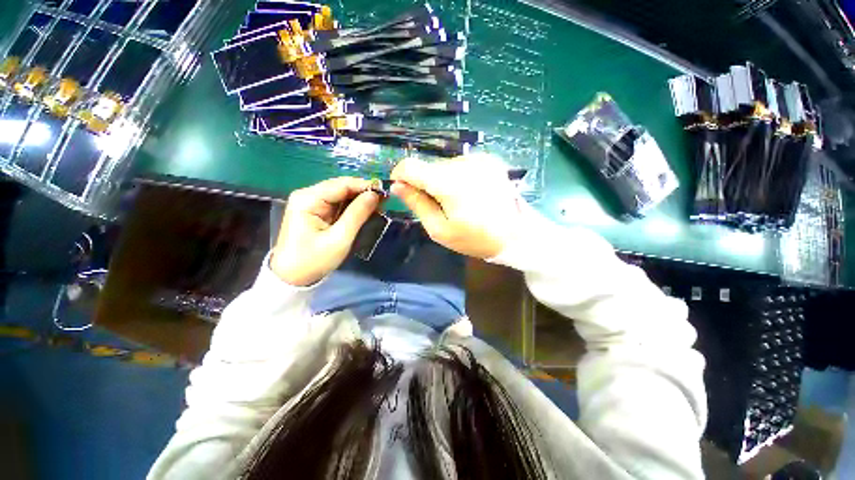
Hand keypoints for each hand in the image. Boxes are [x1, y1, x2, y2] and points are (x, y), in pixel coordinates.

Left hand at [272, 177, 378, 285]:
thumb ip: (357, 214)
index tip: (385, 194)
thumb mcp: (340, 238)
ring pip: (340, 194)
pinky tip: (364, 212)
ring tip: (378, 208)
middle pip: (341, 187)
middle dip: (363, 193)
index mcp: (308, 199)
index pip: (342, 184)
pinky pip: (337, 203)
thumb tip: (375, 194)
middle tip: (384, 203)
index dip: (365, 186)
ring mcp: (309, 202)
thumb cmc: (314, 260)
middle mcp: (307, 195)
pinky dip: (352, 207)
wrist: (291, 278)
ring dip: (359, 200)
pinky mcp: (314, 211)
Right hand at [390, 153, 523, 258]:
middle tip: (435, 206)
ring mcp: (478, 159)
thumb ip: (417, 204)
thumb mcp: (440, 230)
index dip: (400, 176)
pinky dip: (456, 177)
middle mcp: (462, 163)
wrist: (518, 234)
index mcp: (448, 182)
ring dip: (441, 181)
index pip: (410, 166)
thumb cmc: (476, 238)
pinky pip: (461, 165)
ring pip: (444, 165)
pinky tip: (468, 194)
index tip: (402, 190)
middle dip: (424, 183)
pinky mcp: (489, 160)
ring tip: (454, 202)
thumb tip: (397, 186)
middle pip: (428, 166)